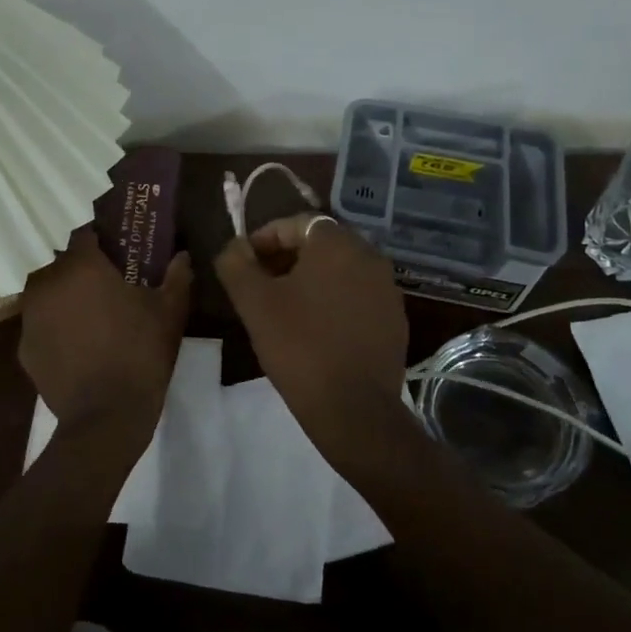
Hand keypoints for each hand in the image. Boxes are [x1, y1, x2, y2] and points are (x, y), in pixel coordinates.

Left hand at [19, 230, 191, 449]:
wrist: (107, 416)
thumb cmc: (141, 353)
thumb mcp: (170, 311)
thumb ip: (177, 275)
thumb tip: (182, 255)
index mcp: (82, 266)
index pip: (85, 234)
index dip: (103, 240)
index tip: (120, 253)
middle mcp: (48, 283)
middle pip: (65, 264)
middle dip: (84, 271)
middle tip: (110, 287)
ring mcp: (31, 317)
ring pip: (49, 294)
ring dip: (67, 298)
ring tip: (92, 317)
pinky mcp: (24, 348)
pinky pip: (41, 325)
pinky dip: (56, 328)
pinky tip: (78, 346)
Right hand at [214, 214, 410, 463]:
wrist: (354, 408)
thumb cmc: (299, 345)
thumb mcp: (254, 303)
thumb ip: (236, 264)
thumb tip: (234, 247)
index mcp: (337, 243)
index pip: (297, 223)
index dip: (265, 238)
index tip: (244, 262)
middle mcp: (369, 256)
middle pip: (321, 244)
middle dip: (288, 257)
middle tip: (261, 283)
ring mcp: (388, 288)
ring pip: (341, 270)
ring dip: (311, 279)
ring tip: (285, 307)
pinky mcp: (396, 318)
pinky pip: (358, 295)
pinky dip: (335, 300)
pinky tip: (316, 328)